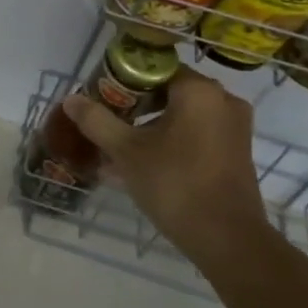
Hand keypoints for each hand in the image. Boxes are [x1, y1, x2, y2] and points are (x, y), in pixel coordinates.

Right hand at [62, 69, 267, 258]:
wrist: (227, 239)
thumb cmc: (175, 184)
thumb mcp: (126, 151)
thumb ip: (96, 121)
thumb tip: (70, 99)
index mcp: (198, 91)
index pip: (154, 68)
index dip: (123, 79)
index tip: (101, 96)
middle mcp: (222, 100)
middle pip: (168, 90)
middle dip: (135, 105)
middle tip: (106, 120)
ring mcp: (234, 127)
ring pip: (182, 115)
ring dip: (150, 126)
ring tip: (118, 147)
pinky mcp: (236, 152)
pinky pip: (196, 134)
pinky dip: (170, 141)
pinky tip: (142, 164)